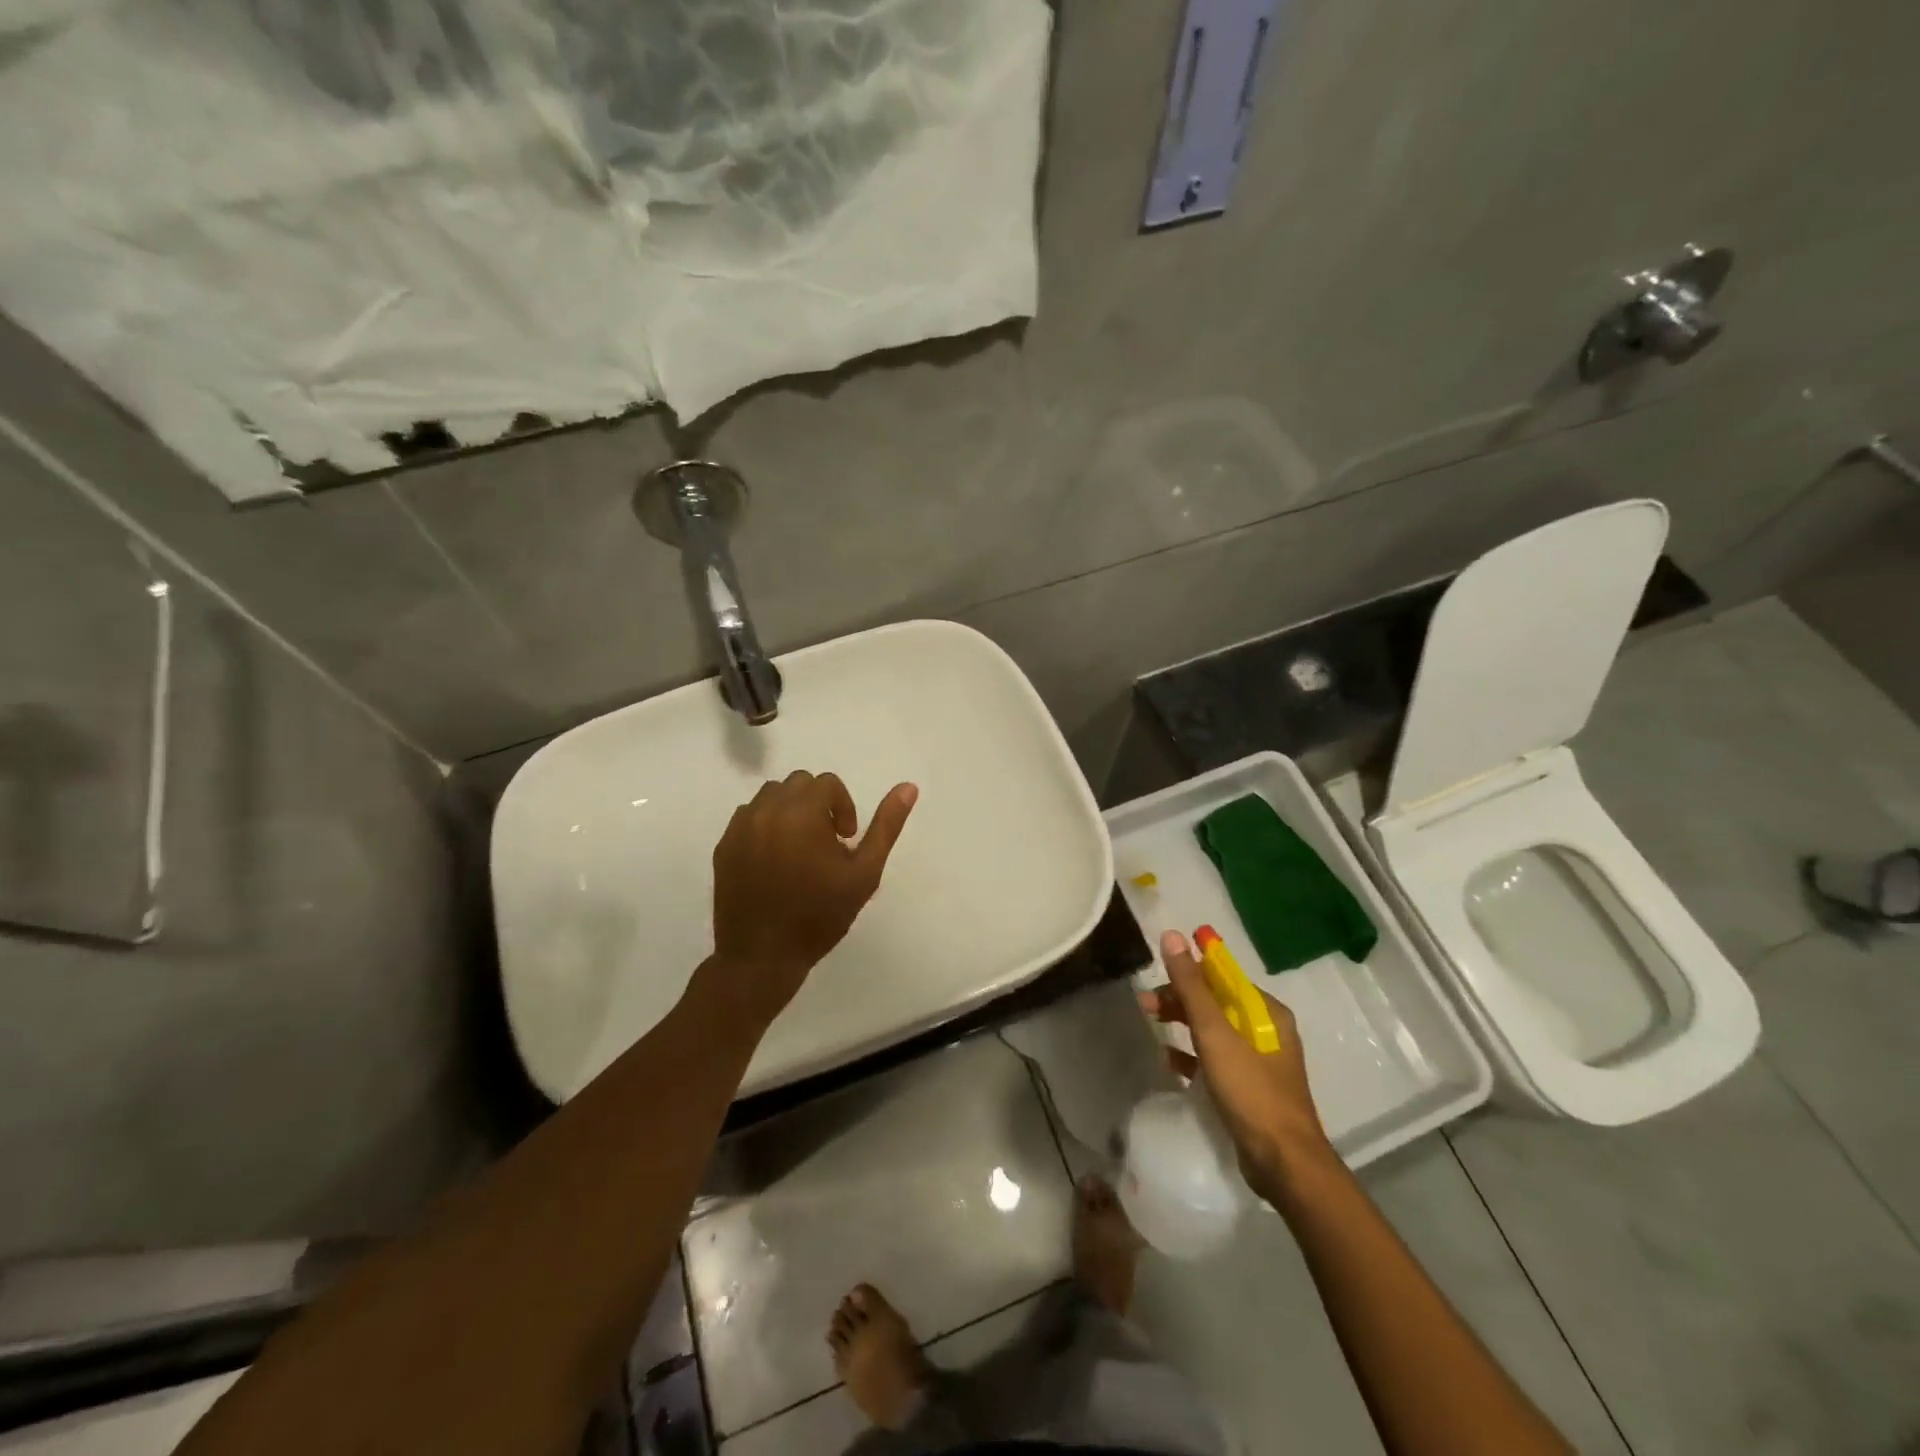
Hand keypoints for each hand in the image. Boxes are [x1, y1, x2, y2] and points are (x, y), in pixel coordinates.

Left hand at [711, 771, 917, 1024]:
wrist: (763, 958)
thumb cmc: (820, 916)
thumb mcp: (864, 873)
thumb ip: (886, 826)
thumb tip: (908, 786)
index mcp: (802, 813)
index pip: (827, 783)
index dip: (843, 807)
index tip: (845, 840)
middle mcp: (767, 810)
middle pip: (799, 783)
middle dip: (817, 805)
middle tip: (825, 844)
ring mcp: (740, 827)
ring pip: (771, 796)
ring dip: (791, 811)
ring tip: (800, 849)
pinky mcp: (723, 845)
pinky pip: (748, 816)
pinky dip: (765, 825)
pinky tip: (774, 860)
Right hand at [1139, 929, 1333, 1196]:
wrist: (1283, 1163)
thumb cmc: (1251, 1090)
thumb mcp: (1215, 1033)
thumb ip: (1192, 986)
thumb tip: (1172, 936)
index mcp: (1266, 1011)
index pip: (1223, 977)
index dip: (1189, 971)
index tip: (1157, 974)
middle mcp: (1266, 1030)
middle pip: (1216, 1002)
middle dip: (1180, 998)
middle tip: (1145, 1004)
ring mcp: (1258, 1061)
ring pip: (1213, 1030)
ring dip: (1182, 1023)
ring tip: (1151, 1023)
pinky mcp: (1248, 1088)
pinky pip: (1214, 1060)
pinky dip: (1191, 1054)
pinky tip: (1168, 1059)